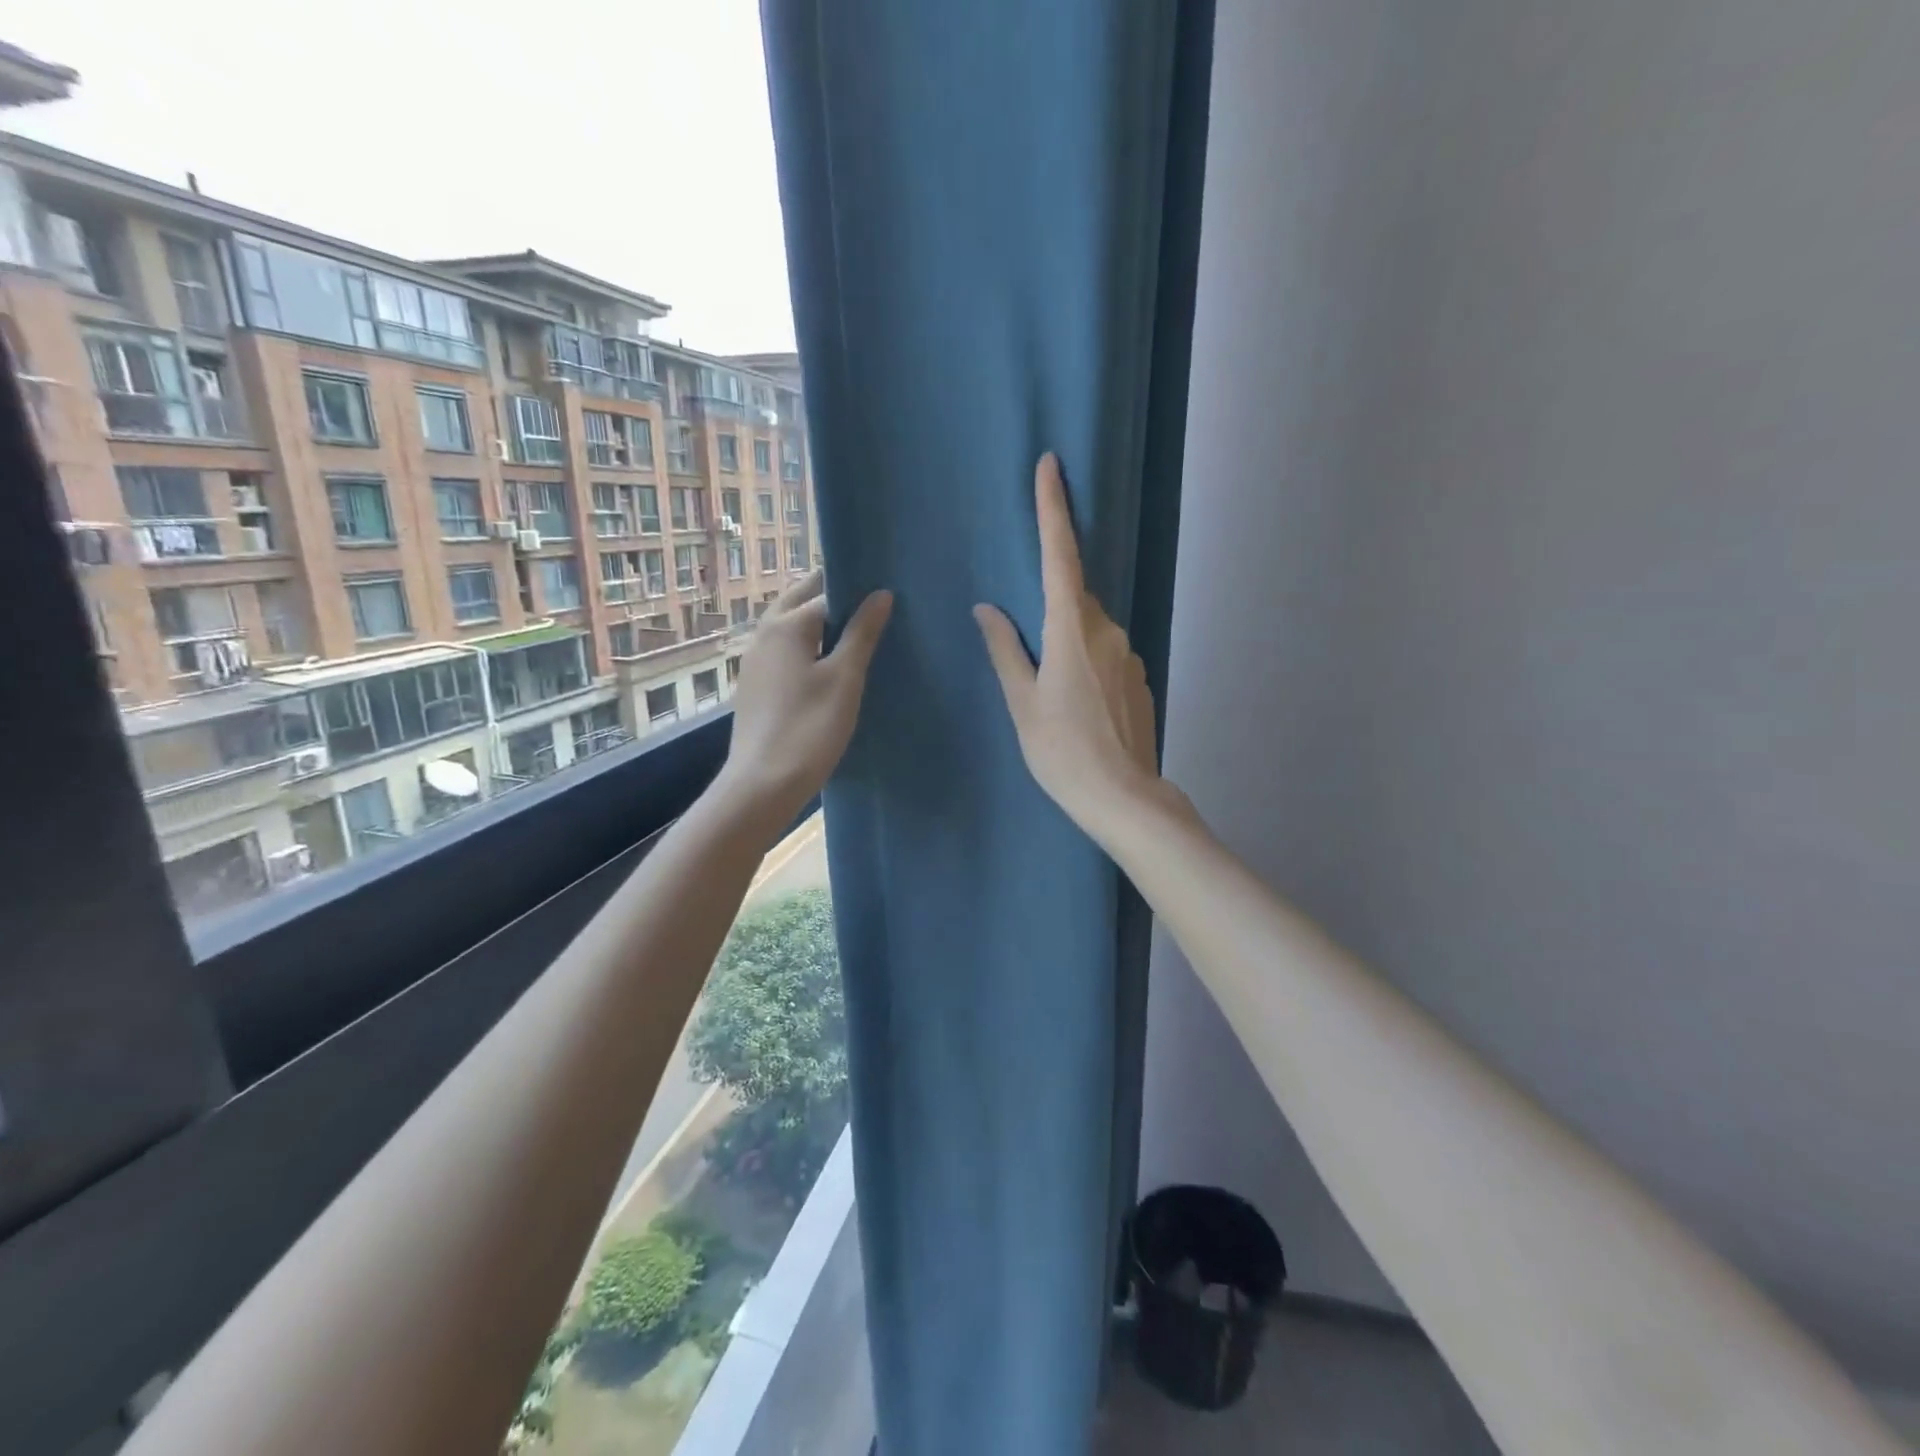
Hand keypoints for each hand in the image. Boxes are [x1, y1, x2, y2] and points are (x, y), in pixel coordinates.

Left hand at [717, 571, 892, 831]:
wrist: (763, 784)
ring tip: (856, 635)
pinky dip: (807, 646)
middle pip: (801, 601)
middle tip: (871, 606)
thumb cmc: (810, 727)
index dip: (857, 592)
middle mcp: (764, 633)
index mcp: (786, 624)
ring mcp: (755, 661)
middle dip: (832, 597)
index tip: (885, 595)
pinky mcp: (755, 686)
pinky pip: (784, 651)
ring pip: (790, 626)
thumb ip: (862, 633)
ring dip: (819, 623)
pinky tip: (828, 666)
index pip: (827, 592)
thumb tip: (880, 594)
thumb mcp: (845, 678)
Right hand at [975, 453, 1161, 833]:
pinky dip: (1085, 661)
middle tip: (1029, 639)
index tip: (1051, 465)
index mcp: (1072, 630)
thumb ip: (1006, 650)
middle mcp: (1107, 630)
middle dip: (1051, 599)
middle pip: (1074, 595)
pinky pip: (1105, 652)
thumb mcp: (1023, 703)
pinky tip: (1076, 703)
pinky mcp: (1139, 677)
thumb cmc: (1063, 752)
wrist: (1123, 798)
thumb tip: (988, 609)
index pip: (1060, 556)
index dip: (1054, 509)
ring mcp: (1129, 654)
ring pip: (1089, 627)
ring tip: (1051, 690)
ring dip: (1066, 638)